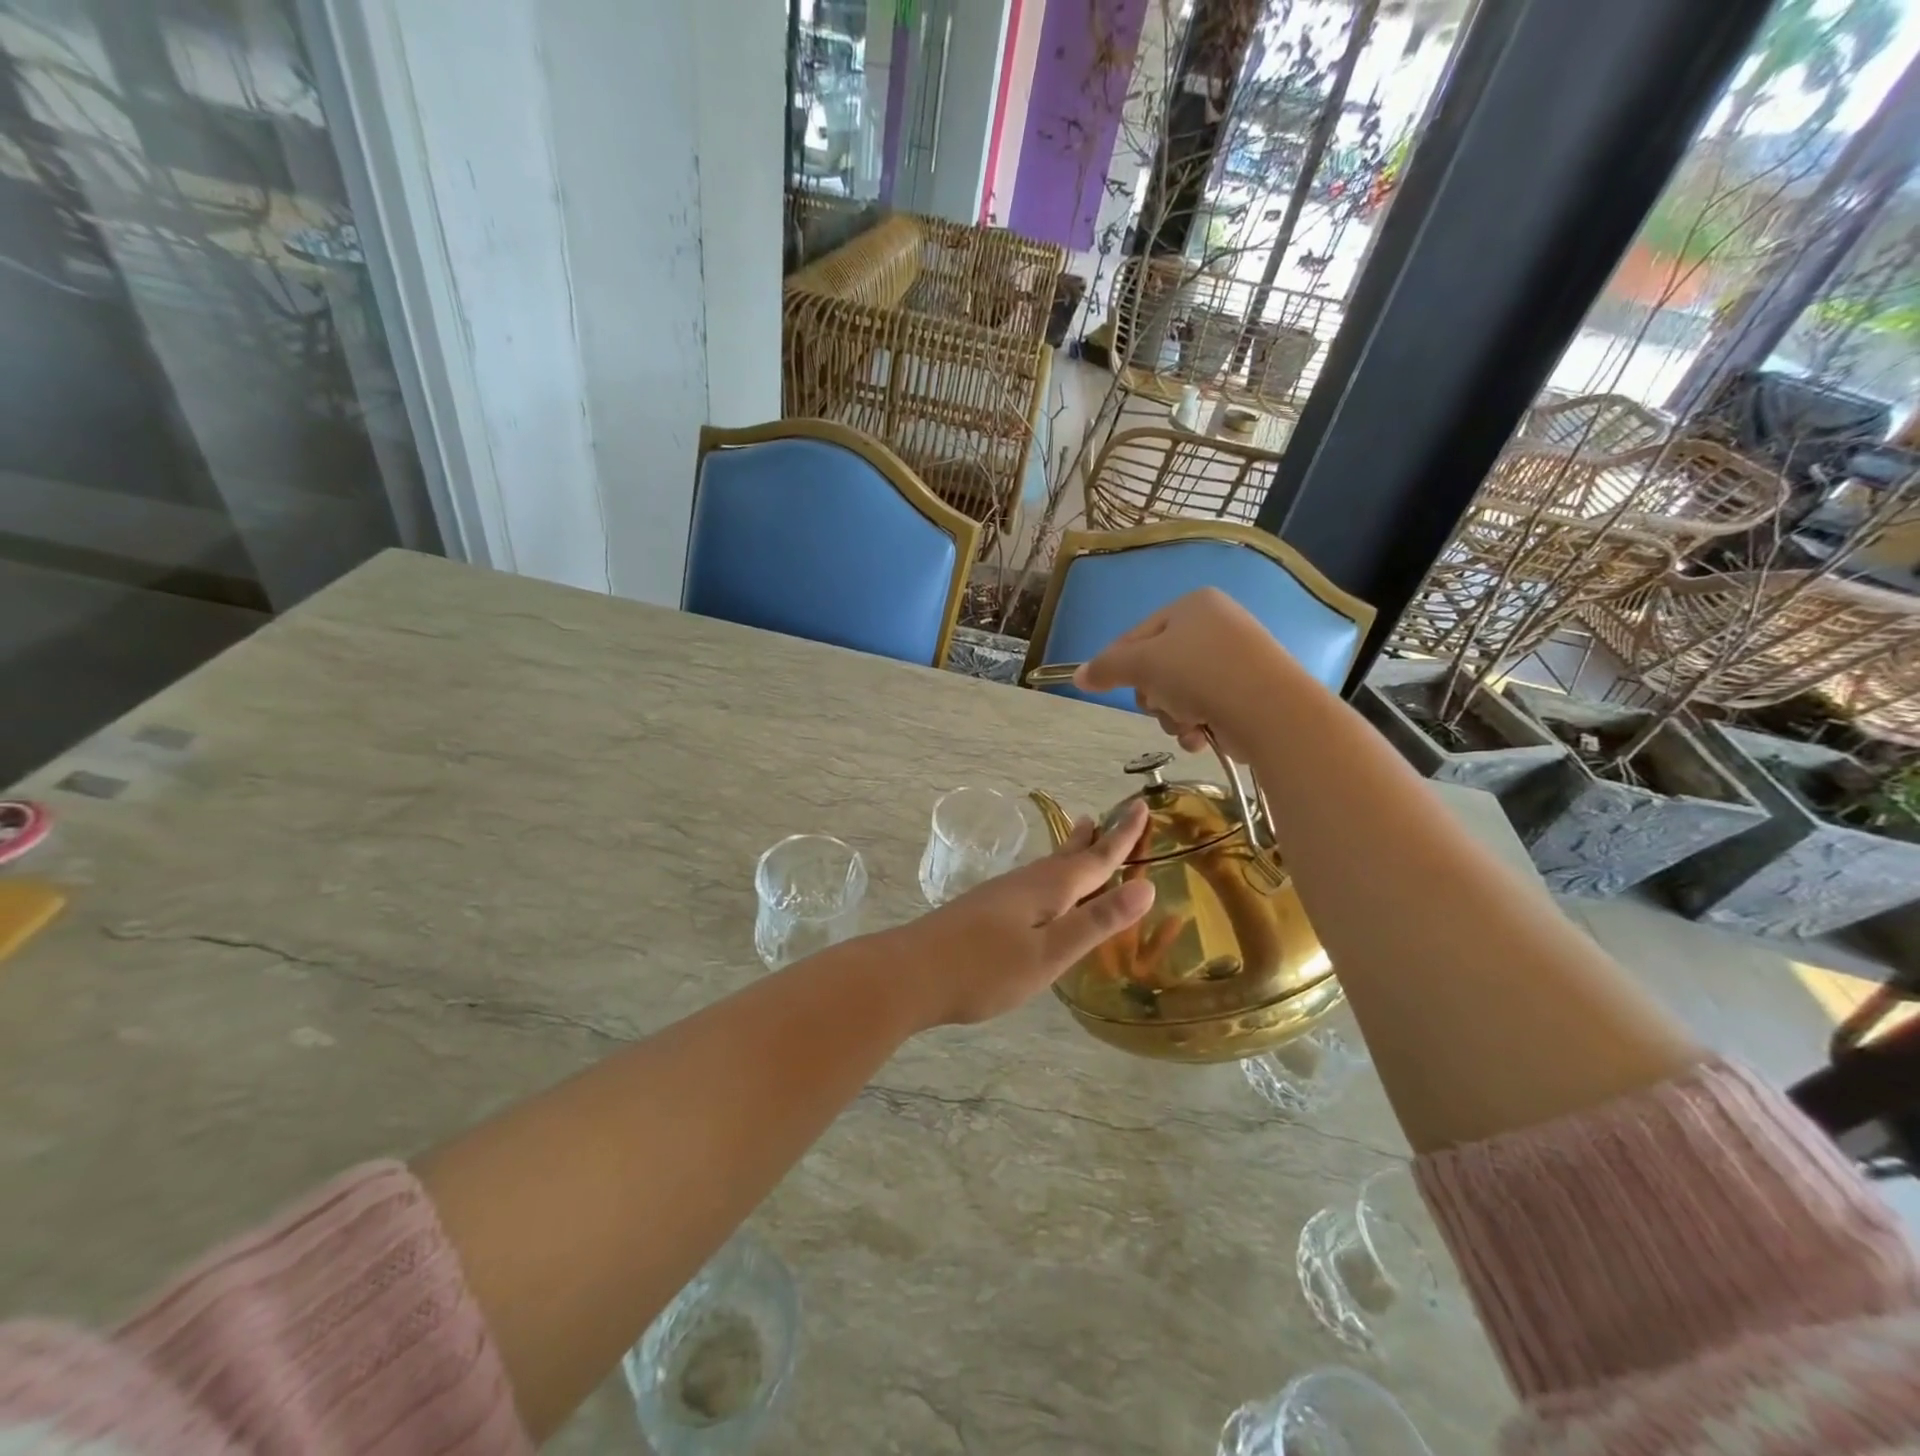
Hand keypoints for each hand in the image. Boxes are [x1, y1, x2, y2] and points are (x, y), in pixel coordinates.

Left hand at [892, 801, 1154, 1026]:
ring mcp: (1001, 895)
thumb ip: (1096, 921)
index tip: (1141, 806)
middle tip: (1112, 815)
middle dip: (1095, 838)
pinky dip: (1051, 875)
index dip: (1123, 836)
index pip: (1096, 858)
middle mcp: (1026, 882)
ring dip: (1071, 852)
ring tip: (1082, 837)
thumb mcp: (1050, 952)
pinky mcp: (985, 910)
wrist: (910, 974)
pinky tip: (1041, 890)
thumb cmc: (985, 969)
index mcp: (1048, 888)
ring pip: (1047, 866)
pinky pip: (1032, 882)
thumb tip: (1146, 886)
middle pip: (1069, 855)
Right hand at [1073, 589, 1288, 760]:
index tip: (1107, 688)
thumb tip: (1077, 676)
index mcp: (1192, 605)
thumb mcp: (1143, 665)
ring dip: (1174, 715)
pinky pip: (1205, 706)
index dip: (1119, 664)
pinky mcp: (1249, 692)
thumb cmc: (1200, 674)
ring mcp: (1236, 659)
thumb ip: (1106, 668)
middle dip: (1154, 696)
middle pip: (1158, 666)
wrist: (1271, 711)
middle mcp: (1216, 625)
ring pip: (1179, 692)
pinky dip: (1197, 724)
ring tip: (1188, 723)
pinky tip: (1202, 735)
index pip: (1136, 635)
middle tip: (1162, 705)